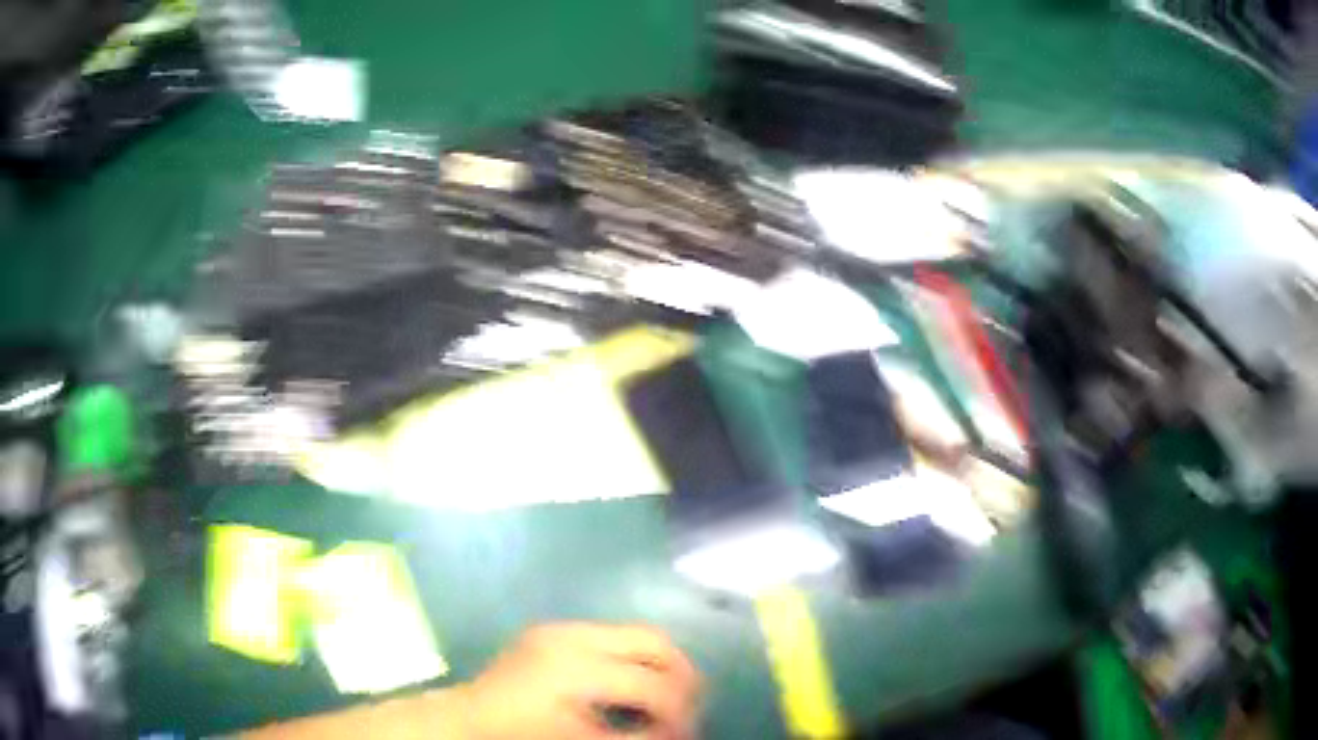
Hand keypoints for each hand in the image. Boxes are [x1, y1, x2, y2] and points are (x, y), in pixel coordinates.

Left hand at [459, 622, 702, 739]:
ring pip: (638, 633)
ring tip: (667, 699)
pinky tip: (632, 688)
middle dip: (682, 676)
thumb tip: (677, 734)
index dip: (679, 711)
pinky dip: (634, 660)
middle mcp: (573, 636)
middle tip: (689, 708)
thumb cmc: (522, 735)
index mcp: (577, 667)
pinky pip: (614, 637)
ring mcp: (563, 628)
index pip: (651, 682)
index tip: (686, 732)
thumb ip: (633, 739)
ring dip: (662, 665)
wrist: (468, 717)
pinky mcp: (555, 631)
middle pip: (655, 641)